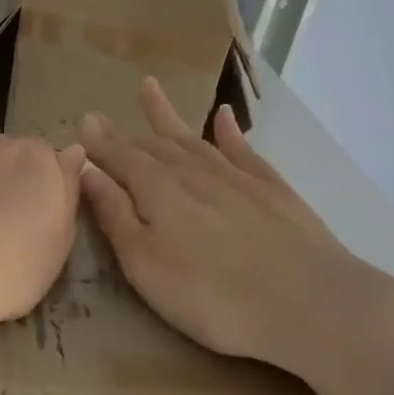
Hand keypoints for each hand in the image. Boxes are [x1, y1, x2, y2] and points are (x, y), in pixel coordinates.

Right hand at [78, 77, 393, 386]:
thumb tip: (86, 170)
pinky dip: (230, 131)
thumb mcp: (145, 263)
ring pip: (193, 140)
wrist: (311, 305)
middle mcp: (193, 173)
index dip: (99, 144)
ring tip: (148, 89)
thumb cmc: (212, 295)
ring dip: (168, 117)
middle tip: (101, 117)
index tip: (82, 124)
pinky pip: (243, 150)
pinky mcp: (273, 190)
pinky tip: (224, 116)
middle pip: (151, 146)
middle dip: (124, 133)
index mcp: (157, 190)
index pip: (120, 158)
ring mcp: (236, 178)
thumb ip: (114, 214)